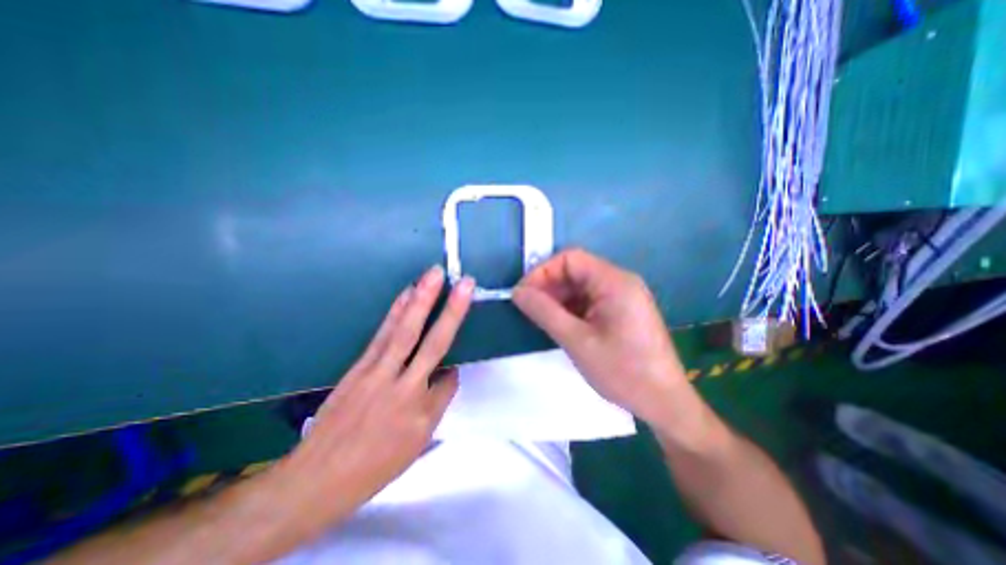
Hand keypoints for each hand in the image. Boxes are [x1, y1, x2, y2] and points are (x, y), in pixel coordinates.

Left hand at [281, 265, 473, 515]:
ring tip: (434, 275)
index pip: (449, 380)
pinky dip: (396, 311)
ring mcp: (378, 372)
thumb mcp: (416, 444)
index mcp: (421, 413)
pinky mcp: (360, 365)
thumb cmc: (373, 465)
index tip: (450, 374)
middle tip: (465, 283)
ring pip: (405, 331)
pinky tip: (406, 294)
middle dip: (452, 311)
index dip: (452, 373)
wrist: (316, 478)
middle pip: (433, 342)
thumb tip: (447, 374)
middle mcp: (404, 387)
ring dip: (422, 300)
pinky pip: (383, 333)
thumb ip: (436, 405)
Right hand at [514, 249, 688, 430]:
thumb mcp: (576, 341)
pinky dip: (571, 309)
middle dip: (549, 287)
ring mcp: (622, 297)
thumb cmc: (622, 371)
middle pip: (575, 271)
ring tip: (542, 320)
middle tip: (529, 310)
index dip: (542, 272)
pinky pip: (589, 300)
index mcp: (614, 281)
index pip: (570, 259)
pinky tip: (561, 326)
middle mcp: (620, 282)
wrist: (664, 404)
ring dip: (558, 299)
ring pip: (580, 287)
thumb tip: (517, 292)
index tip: (523, 295)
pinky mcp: (621, 311)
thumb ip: (544, 312)